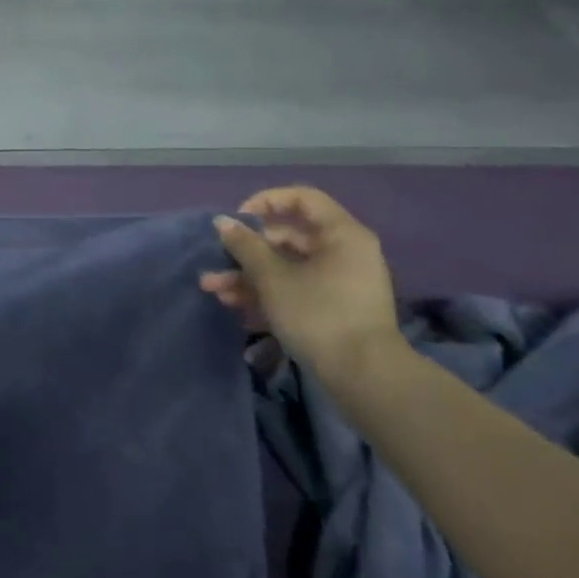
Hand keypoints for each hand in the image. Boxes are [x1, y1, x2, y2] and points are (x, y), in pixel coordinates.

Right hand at [201, 186, 404, 389]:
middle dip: (245, 251)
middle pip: (287, 237)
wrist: (364, 378)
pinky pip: (294, 290)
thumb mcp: (272, 277)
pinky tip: (234, 307)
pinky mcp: (333, 310)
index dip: (265, 202)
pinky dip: (266, 295)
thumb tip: (222, 222)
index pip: (302, 199)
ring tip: (214, 290)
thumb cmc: (318, 314)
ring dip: (247, 276)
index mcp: (341, 235)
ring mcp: (339, 283)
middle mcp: (343, 253)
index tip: (237, 220)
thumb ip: (244, 246)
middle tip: (216, 261)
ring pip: (285, 267)